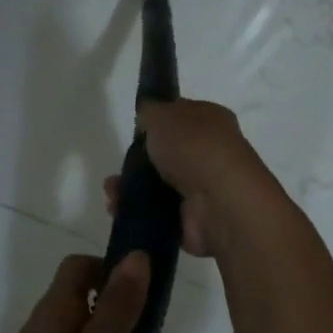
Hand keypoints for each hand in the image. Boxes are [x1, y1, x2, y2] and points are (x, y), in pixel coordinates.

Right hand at [104, 98, 280, 257]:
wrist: (219, 201)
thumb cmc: (193, 146)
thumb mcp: (163, 114)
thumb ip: (150, 111)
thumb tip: (147, 118)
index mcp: (211, 121)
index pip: (181, 117)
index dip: (157, 123)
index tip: (135, 131)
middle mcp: (210, 154)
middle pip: (166, 155)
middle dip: (137, 162)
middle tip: (119, 167)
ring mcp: (203, 189)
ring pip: (158, 187)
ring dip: (131, 189)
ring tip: (112, 192)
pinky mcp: (192, 220)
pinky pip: (157, 214)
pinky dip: (137, 212)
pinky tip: (118, 208)